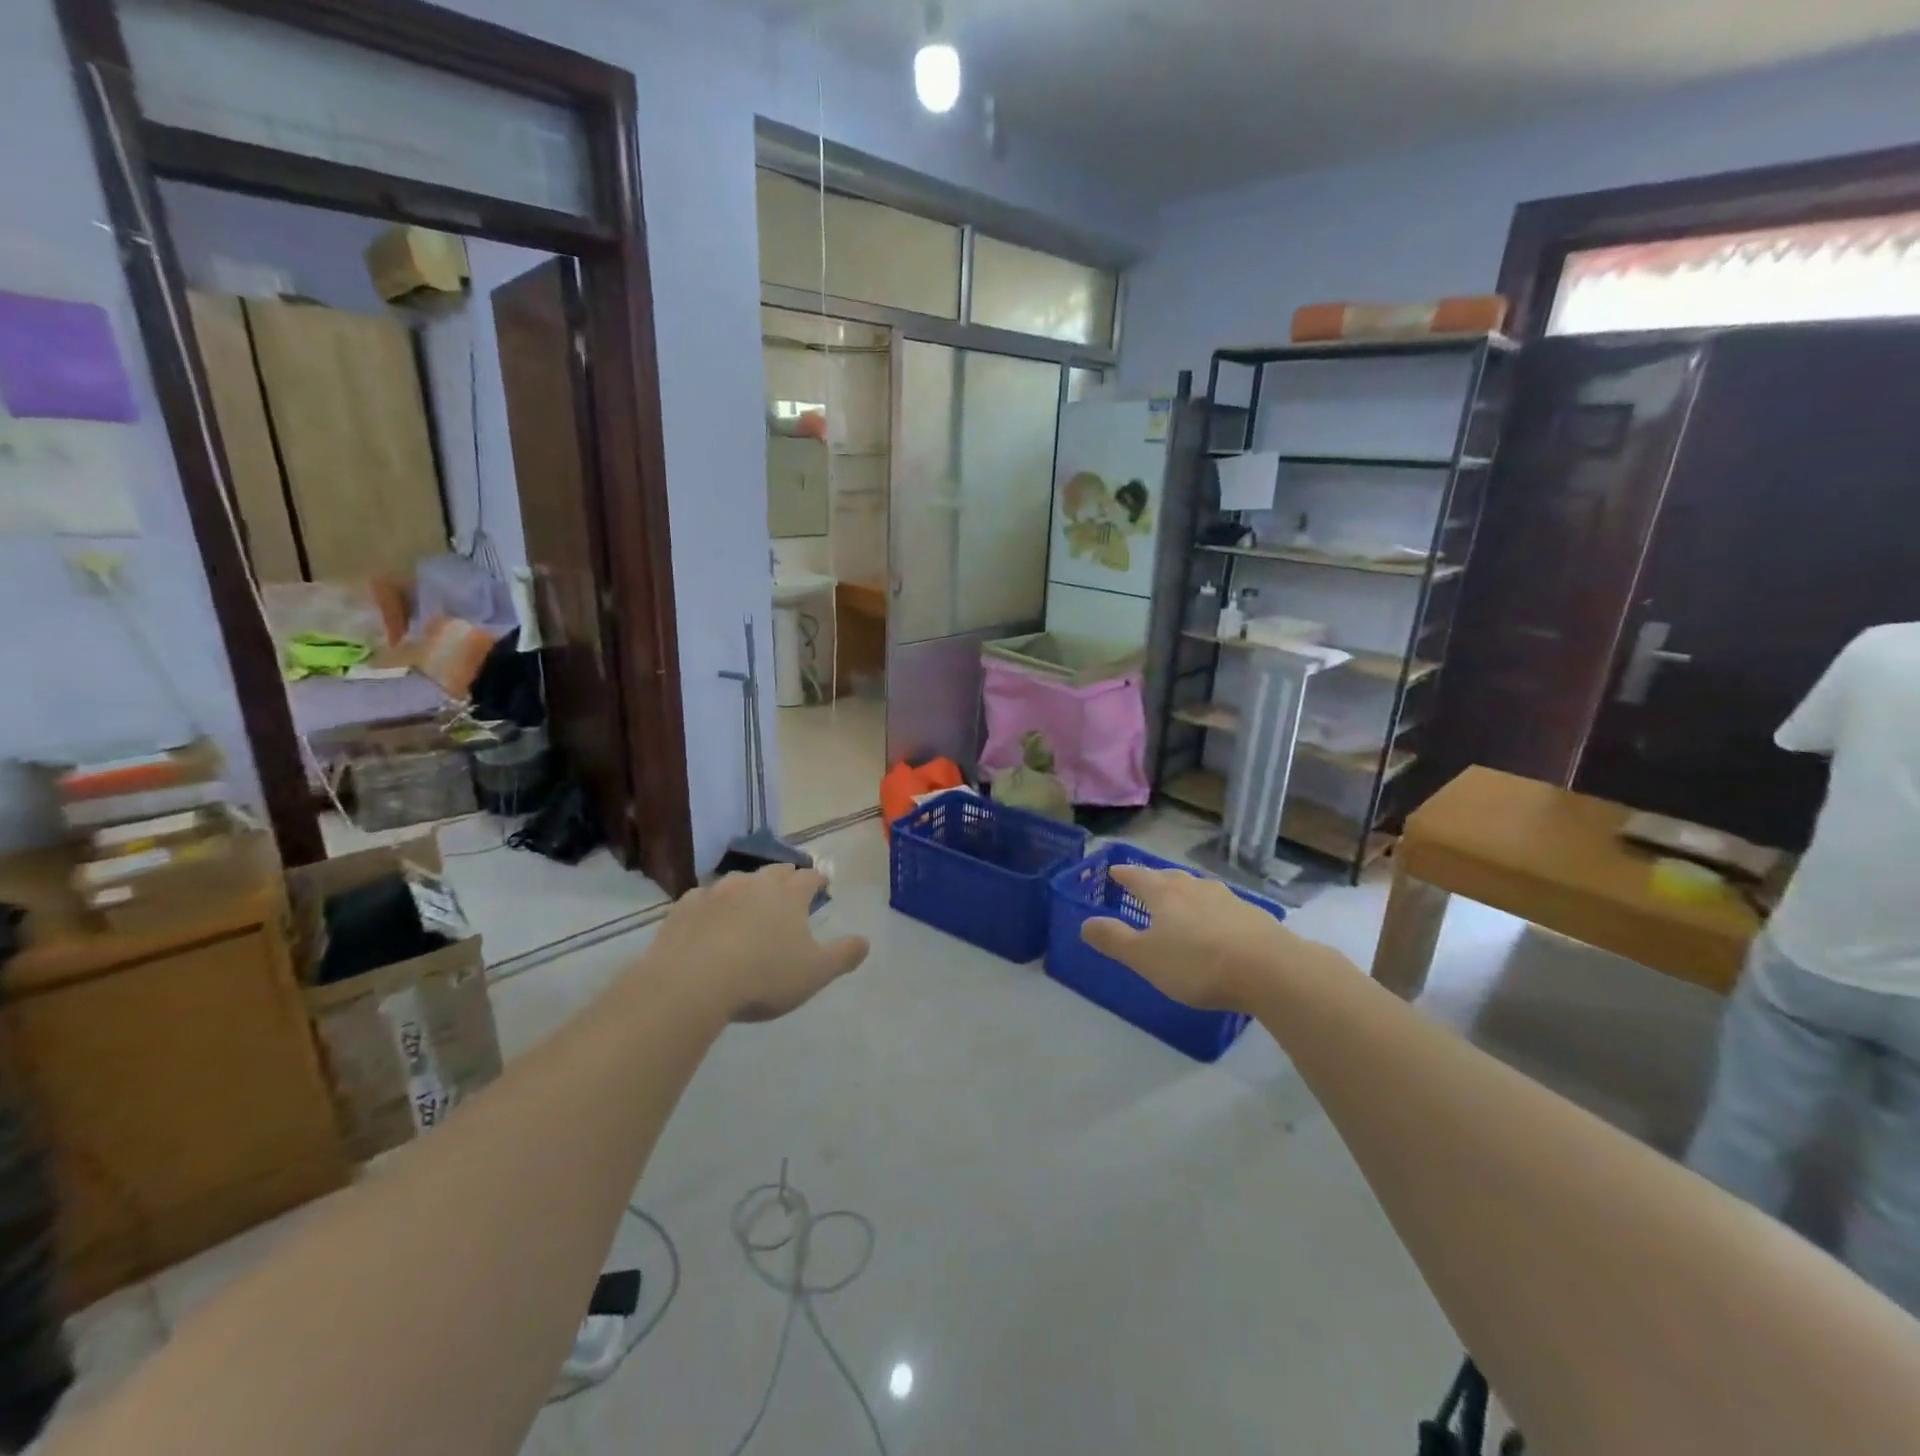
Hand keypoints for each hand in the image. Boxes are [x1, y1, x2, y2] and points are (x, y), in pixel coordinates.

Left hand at [647, 864, 869, 1022]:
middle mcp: (754, 883)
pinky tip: (708, 918)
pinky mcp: (684, 907)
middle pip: (775, 871)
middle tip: (789, 886)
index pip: (809, 877)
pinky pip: (702, 898)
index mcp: (788, 895)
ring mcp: (716, 892)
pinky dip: (711, 905)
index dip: (818, 879)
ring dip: (747, 888)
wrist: (692, 983)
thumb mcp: (815, 973)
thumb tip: (865, 941)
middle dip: (785, 876)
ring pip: (738, 880)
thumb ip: (843, 955)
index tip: (823, 883)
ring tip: (749, 902)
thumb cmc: (763, 976)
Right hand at [1080, 865, 1317, 1012]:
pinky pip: (1224, 907)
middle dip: (1155, 880)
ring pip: (1199, 889)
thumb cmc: (1197, 963)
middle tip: (1145, 883)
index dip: (1124, 874)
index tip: (1114, 871)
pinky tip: (1217, 925)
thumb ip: (1114, 940)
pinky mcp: (1254, 916)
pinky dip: (1212, 911)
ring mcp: (1228, 899)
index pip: (1138, 876)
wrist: (1269, 970)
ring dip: (1186, 893)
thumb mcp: (1145, 957)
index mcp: (1164, 894)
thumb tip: (1084, 923)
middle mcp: (1194, 888)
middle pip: (1169, 878)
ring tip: (1181, 901)